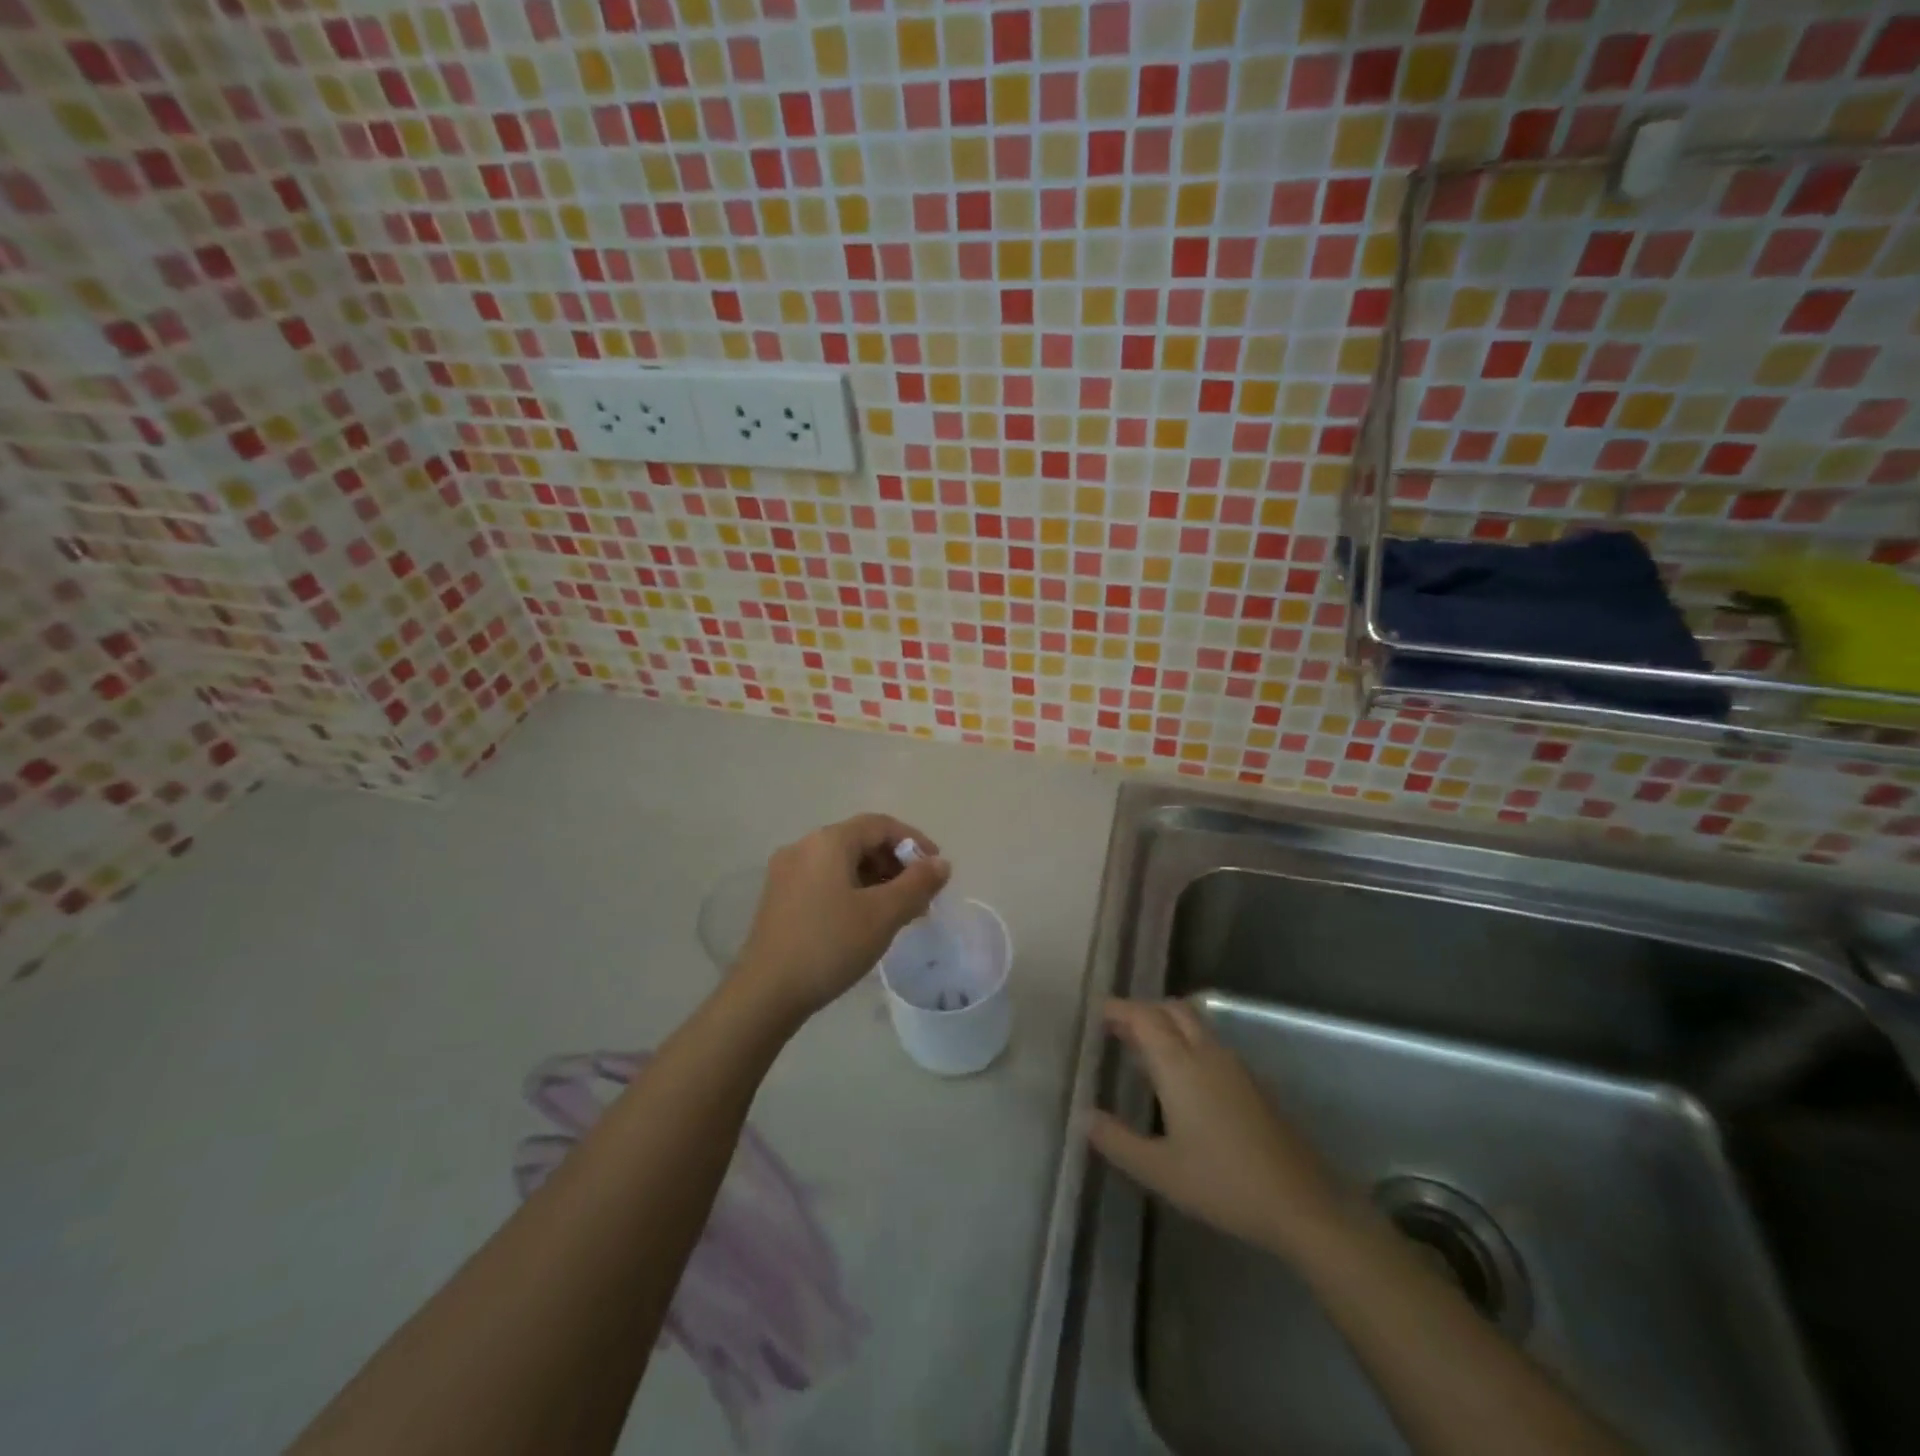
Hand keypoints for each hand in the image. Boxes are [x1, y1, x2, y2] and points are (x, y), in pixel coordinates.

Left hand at [733, 814, 949, 1020]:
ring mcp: (786, 872)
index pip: (880, 825)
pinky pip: (825, 880)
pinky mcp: (779, 897)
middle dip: (895, 864)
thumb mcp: (883, 914)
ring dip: (875, 879)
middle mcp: (804, 847)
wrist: (765, 993)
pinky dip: (852, 890)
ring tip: (898, 912)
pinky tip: (865, 920)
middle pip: (860, 841)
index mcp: (828, 841)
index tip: (936, 869)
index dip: (914, 841)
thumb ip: (917, 884)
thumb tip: (941, 863)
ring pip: (842, 863)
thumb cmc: (830, 945)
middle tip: (920, 895)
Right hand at [1087, 998, 1347, 1259]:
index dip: (1119, 1010)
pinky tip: (1179, 1078)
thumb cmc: (1224, 1184)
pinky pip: (1209, 1043)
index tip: (1096, 1013)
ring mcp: (1234, 1065)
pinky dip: (1185, 1042)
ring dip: (1165, 1025)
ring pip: (1194, 1024)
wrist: (1302, 1204)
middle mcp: (1206, 1053)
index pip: (1144, 1017)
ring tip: (1141, 1049)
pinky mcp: (1251, 1082)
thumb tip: (1085, 1117)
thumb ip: (1118, 1141)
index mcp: (1180, 1065)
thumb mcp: (1160, 1171)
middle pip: (1171, 1009)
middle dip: (1142, 1011)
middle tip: (1116, 1028)